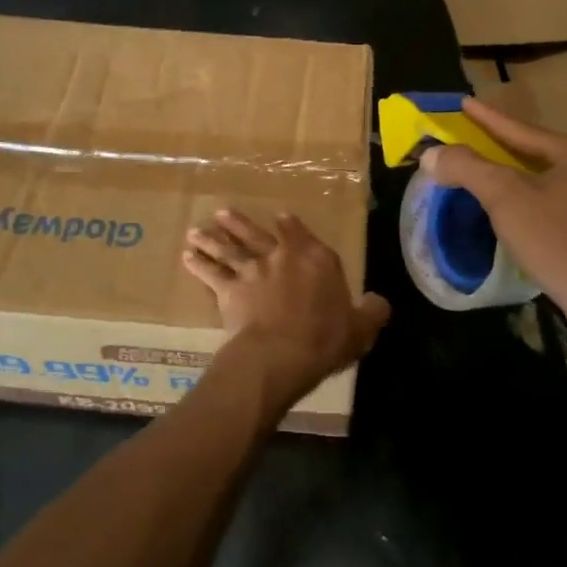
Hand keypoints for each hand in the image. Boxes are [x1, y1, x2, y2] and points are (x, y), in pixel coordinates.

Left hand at [184, 210, 390, 410]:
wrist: (281, 353)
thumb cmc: (325, 339)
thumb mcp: (361, 328)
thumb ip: (371, 311)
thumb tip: (379, 301)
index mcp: (316, 259)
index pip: (301, 234)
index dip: (290, 226)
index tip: (280, 217)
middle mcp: (282, 257)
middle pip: (257, 235)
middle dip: (239, 223)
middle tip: (222, 213)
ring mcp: (252, 270)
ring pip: (229, 249)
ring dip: (212, 239)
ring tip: (197, 230)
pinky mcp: (229, 290)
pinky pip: (211, 274)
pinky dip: (198, 264)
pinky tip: (187, 257)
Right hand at [420, 97, 566, 330]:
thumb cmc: (558, 240)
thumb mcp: (505, 198)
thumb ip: (467, 168)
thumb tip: (432, 153)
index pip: (524, 131)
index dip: (488, 119)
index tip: (465, 103)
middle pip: (544, 154)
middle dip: (509, 149)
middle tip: (480, 141)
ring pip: (558, 181)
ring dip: (528, 177)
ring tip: (502, 176)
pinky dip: (546, 202)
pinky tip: (535, 212)